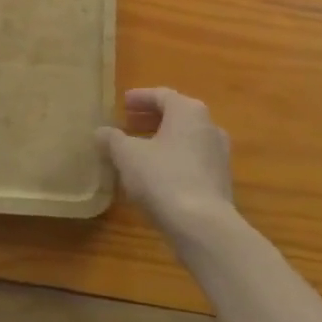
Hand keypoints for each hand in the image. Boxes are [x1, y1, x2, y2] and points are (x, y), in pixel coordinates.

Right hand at [97, 88, 235, 232]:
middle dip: (150, 119)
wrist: (203, 226)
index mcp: (188, 111)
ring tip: (138, 152)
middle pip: (176, 116)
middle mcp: (209, 126)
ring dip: (161, 141)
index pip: (161, 95)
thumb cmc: (163, 178)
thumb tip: (101, 131)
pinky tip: (155, 176)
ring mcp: (218, 154)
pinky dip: (173, 160)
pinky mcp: (220, 181)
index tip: (122, 103)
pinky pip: (192, 160)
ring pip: (185, 139)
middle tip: (128, 124)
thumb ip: (113, 139)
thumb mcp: (128, 156)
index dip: (140, 98)